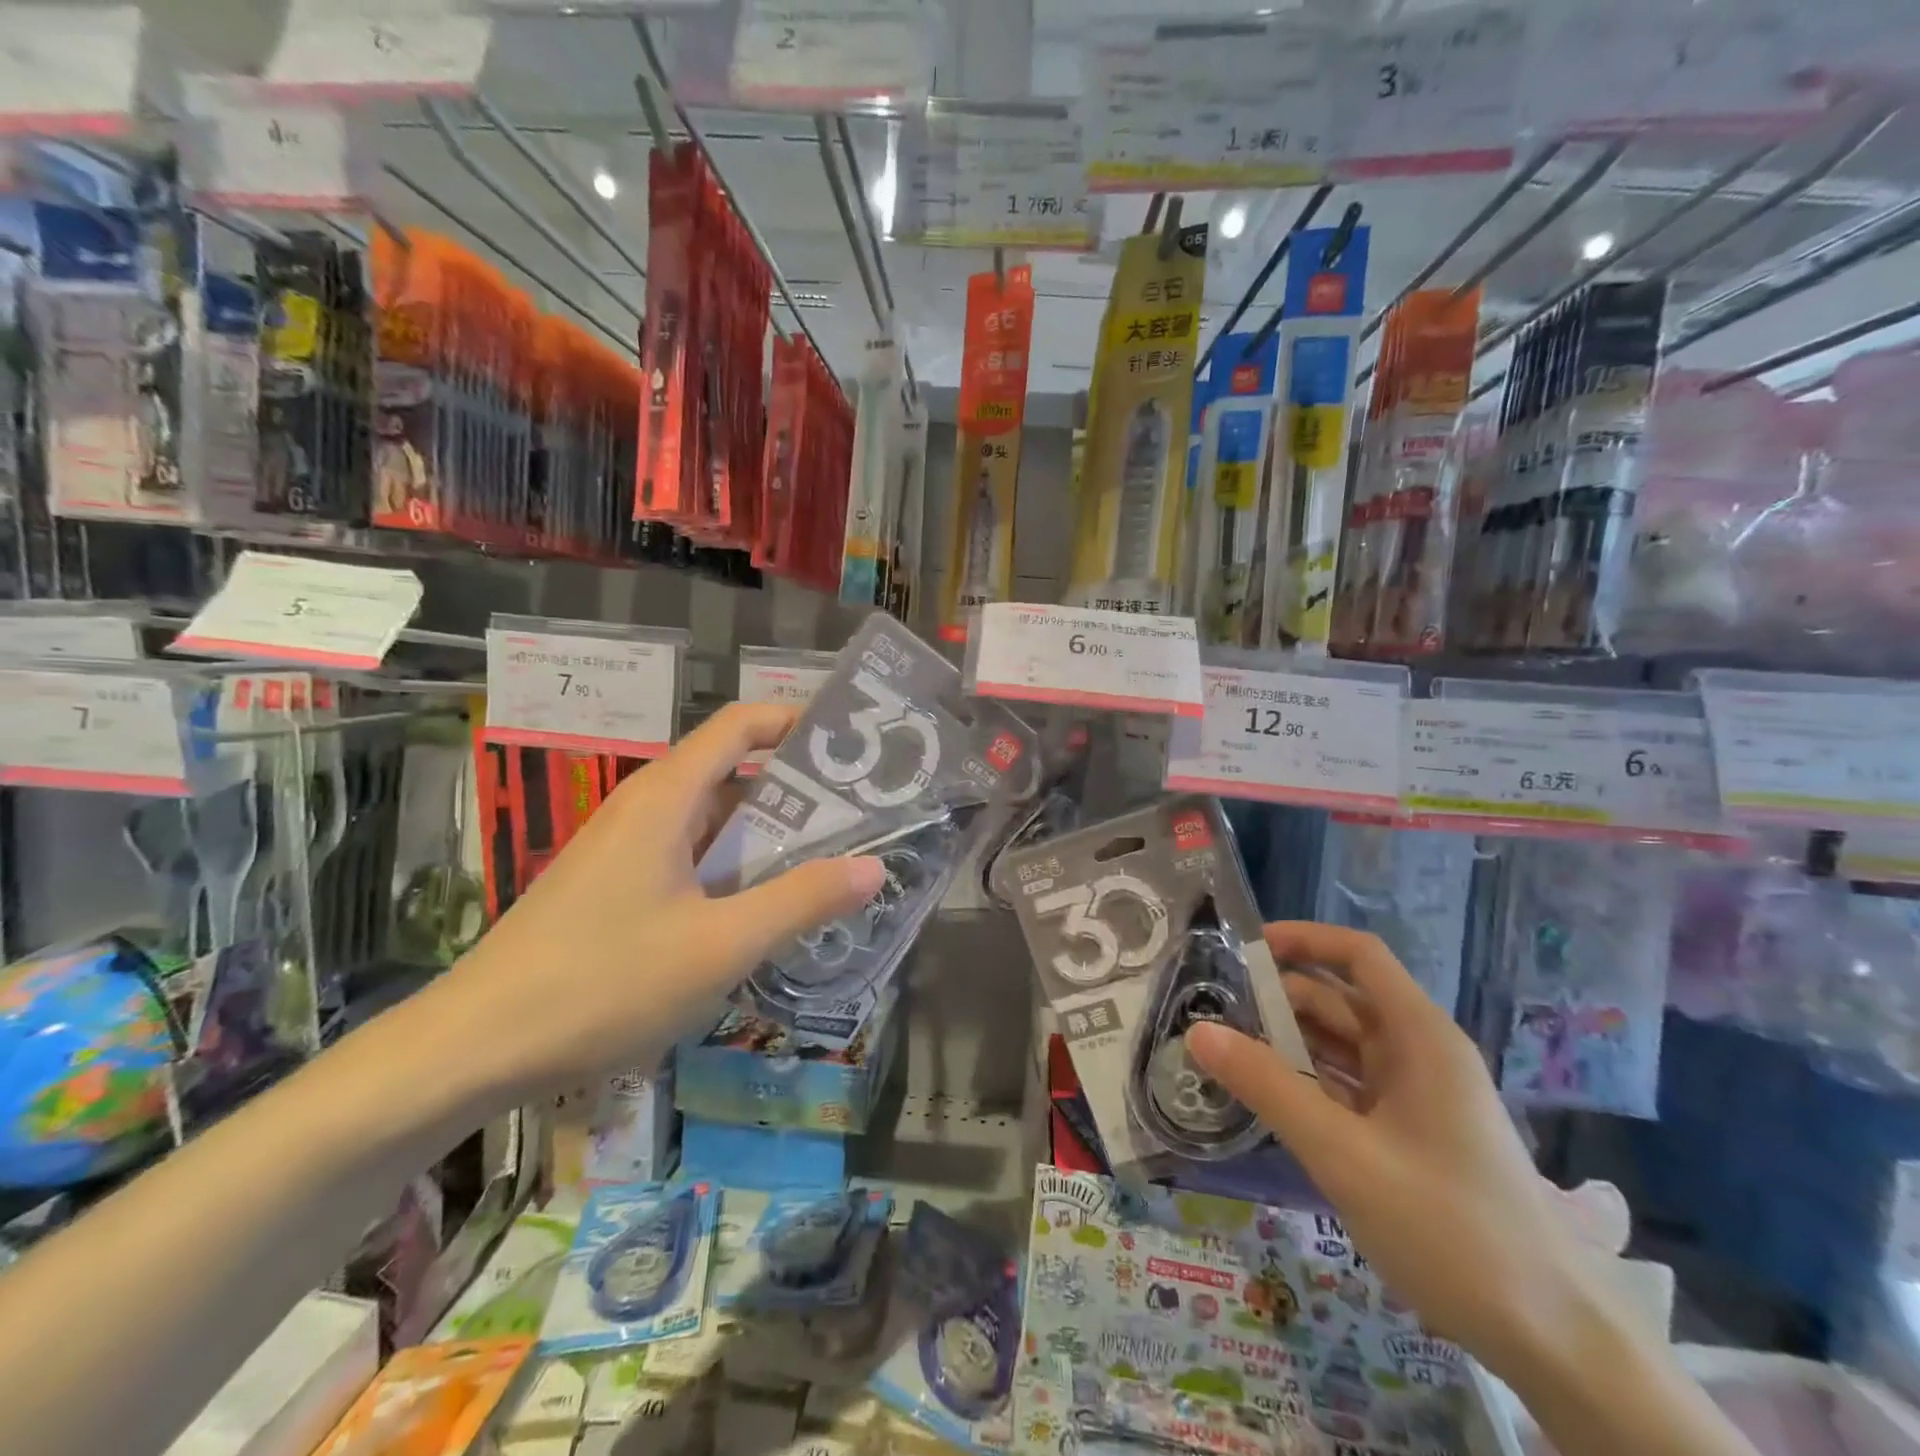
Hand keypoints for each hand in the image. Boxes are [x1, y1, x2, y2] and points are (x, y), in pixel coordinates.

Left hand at [432, 703, 884, 1100]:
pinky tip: (766, 906)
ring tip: (833, 857)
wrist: (476, 1047)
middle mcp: (647, 807)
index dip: (797, 722)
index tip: (852, 745)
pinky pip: (691, 856)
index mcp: (667, 796)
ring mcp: (628, 847)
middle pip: (733, 770)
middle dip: (799, 787)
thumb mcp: (719, 945)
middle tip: (864, 812)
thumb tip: (875, 867)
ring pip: (713, 819)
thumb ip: (800, 900)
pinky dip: (735, 866)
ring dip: (769, 833)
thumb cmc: (603, 982)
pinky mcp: (617, 885)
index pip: (741, 725)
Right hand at [1187, 922, 1621, 1381]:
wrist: (1555, 1343)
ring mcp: (1417, 1097)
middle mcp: (1420, 1054)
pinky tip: (1266, 1098)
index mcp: (1420, 1037)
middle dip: (1279, 999)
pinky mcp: (1411, 1135)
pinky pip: (1349, 1089)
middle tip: (1213, 1012)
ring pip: (1341, 1047)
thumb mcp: (1345, 1154)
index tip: (1243, 950)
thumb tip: (1198, 1031)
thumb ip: (1268, 1087)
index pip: (1359, 956)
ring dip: (1287, 1044)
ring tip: (1225, 1051)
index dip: (1303, 940)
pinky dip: (1307, 1084)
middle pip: (1341, 1000)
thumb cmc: (1452, 1229)